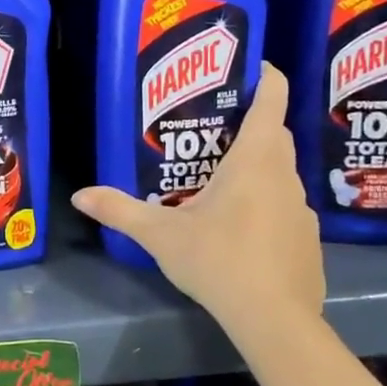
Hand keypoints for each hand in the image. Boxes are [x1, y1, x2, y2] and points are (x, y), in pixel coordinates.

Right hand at [71, 62, 323, 322]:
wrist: (274, 319)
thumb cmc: (218, 260)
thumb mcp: (160, 235)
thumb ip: (120, 211)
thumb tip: (79, 195)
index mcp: (255, 161)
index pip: (271, 100)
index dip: (264, 76)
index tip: (249, 66)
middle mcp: (285, 176)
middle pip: (275, 134)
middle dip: (250, 123)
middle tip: (212, 127)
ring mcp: (302, 209)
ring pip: (280, 172)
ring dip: (257, 167)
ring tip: (218, 178)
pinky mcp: (307, 239)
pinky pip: (285, 206)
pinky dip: (265, 204)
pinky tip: (239, 229)